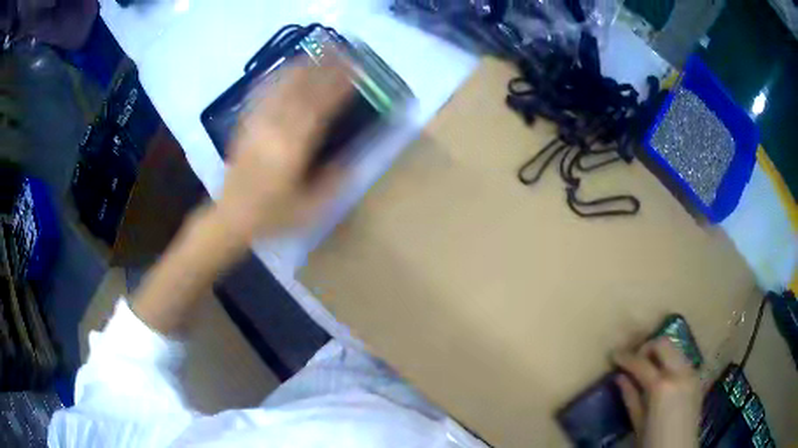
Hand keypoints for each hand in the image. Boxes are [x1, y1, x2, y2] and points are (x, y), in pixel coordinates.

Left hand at [215, 55, 353, 241]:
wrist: (231, 217)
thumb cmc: (272, 215)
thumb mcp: (310, 208)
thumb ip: (334, 181)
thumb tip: (356, 157)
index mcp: (293, 149)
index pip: (320, 107)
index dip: (338, 86)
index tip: (355, 70)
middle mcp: (275, 130)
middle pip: (301, 90)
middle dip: (324, 67)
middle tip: (342, 50)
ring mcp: (257, 125)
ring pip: (281, 87)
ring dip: (302, 65)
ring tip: (318, 49)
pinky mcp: (246, 125)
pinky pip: (261, 94)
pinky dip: (276, 77)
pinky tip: (285, 67)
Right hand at [614, 337, 700, 447]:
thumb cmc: (653, 441)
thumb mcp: (638, 422)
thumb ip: (630, 397)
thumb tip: (620, 377)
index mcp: (662, 386)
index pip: (641, 363)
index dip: (625, 357)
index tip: (614, 354)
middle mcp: (680, 373)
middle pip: (663, 344)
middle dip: (647, 347)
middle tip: (634, 360)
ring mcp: (692, 373)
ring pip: (675, 349)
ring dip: (660, 354)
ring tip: (648, 368)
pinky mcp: (697, 378)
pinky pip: (683, 361)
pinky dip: (671, 362)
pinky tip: (663, 378)